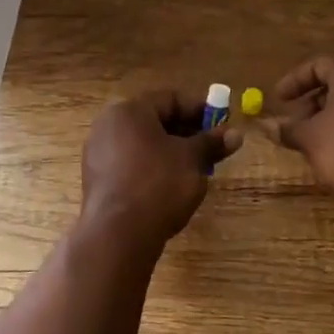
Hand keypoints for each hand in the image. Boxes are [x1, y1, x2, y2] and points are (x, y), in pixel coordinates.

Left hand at [79, 89, 241, 248]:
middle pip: (155, 121)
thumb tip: (236, 133)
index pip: (170, 99)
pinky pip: (131, 164)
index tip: (222, 123)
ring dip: (171, 151)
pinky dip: (153, 167)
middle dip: (187, 132)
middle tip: (213, 147)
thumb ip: (212, 143)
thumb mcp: (192, 160)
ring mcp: (98, 154)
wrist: (118, 234)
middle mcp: (108, 125)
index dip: (200, 109)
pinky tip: (171, 185)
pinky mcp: (97, 180)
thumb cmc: (158, 184)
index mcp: (129, 111)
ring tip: (197, 168)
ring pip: (143, 144)